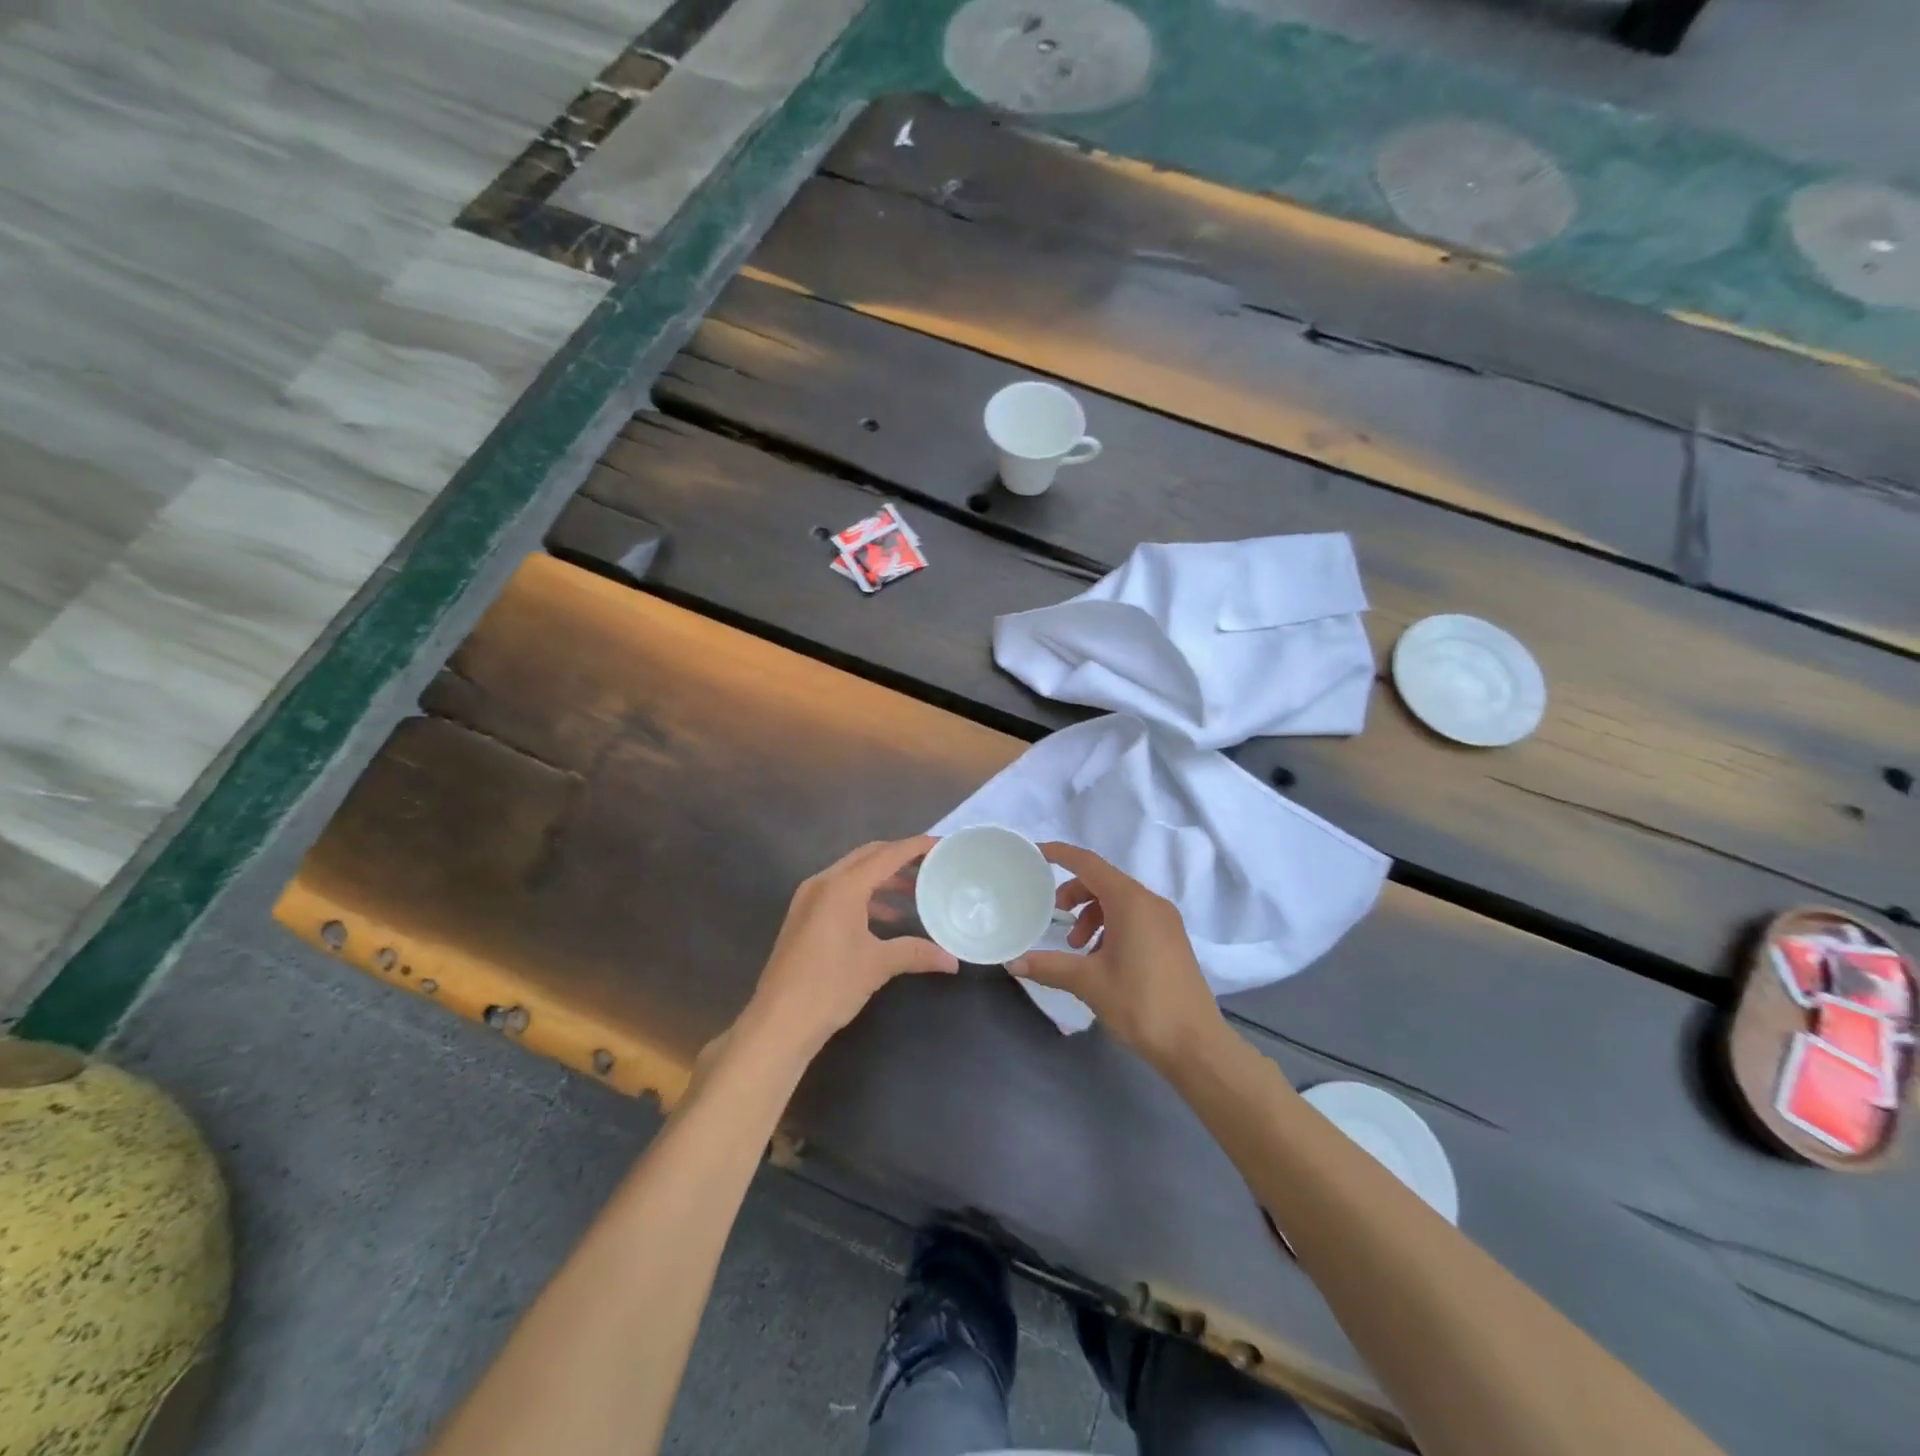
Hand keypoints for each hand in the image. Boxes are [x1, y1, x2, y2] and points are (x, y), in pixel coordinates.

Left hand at [745, 836, 959, 1054]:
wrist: (778, 1022)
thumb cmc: (830, 986)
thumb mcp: (878, 965)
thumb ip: (916, 953)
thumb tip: (952, 960)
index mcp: (842, 886)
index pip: (886, 855)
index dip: (916, 847)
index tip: (942, 845)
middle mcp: (823, 883)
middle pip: (867, 856)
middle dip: (899, 857)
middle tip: (930, 864)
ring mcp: (809, 898)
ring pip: (852, 874)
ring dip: (882, 878)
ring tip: (914, 892)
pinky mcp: (803, 916)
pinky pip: (840, 891)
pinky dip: (865, 895)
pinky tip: (886, 917)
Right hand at [1009, 843, 1221, 1069]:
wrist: (1196, 1044)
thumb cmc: (1141, 1004)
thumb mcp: (1088, 983)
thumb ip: (1049, 966)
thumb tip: (1013, 963)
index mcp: (1131, 901)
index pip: (1088, 863)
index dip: (1060, 853)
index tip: (1035, 853)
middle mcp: (1150, 902)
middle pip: (1103, 881)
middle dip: (1073, 893)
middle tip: (1053, 917)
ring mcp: (1165, 920)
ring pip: (1118, 900)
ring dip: (1091, 914)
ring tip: (1076, 947)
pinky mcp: (1171, 939)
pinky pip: (1134, 917)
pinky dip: (1110, 926)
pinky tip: (1100, 958)